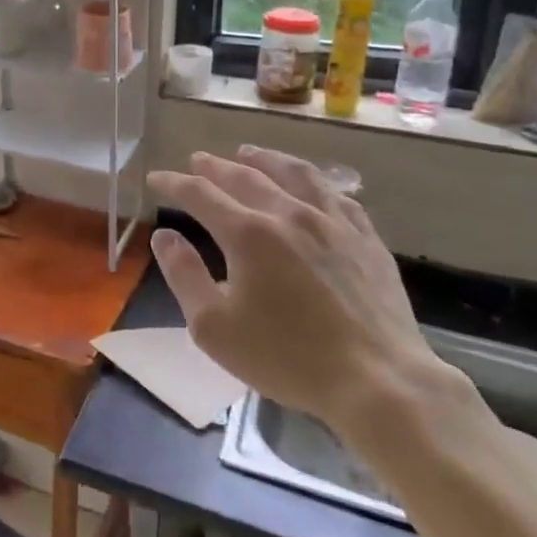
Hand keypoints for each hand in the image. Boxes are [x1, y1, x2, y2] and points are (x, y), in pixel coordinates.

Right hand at [146, 147, 457, 435]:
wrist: (379, 382)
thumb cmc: (287, 358)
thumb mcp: (214, 327)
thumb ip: (184, 275)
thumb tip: (164, 236)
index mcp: (248, 233)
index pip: (200, 194)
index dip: (174, 183)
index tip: (156, 179)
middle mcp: (289, 214)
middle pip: (245, 176)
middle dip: (215, 166)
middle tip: (198, 160)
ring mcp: (334, 223)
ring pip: (295, 174)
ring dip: (266, 159)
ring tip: (250, 153)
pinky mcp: (367, 240)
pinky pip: (337, 196)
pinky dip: (314, 182)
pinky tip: (311, 186)